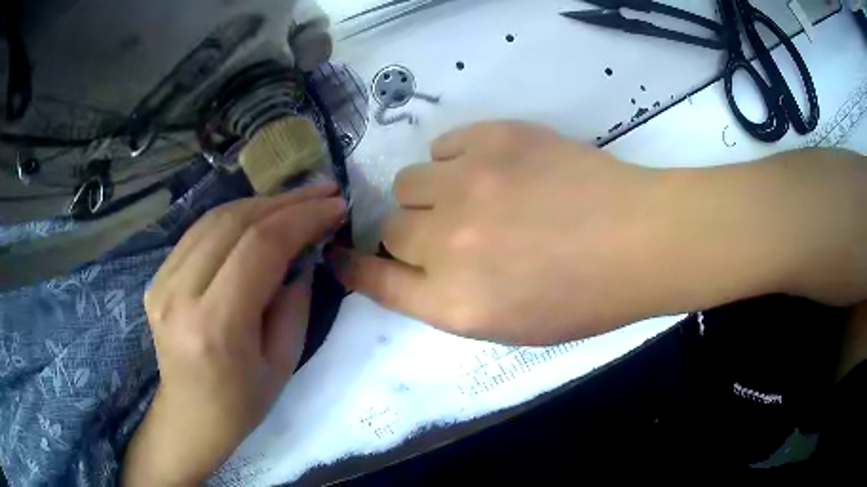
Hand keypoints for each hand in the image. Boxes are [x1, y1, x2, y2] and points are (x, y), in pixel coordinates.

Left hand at [123, 182, 345, 485]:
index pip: (260, 247)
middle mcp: (180, 295)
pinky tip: (258, 218)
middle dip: (285, 201)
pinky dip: (233, 218)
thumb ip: (294, 302)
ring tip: (296, 200)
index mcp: (216, 325)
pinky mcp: (156, 278)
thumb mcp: (284, 362)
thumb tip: (303, 252)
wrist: (189, 415)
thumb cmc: (242, 402)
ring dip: (260, 203)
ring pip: (214, 219)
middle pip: (235, 222)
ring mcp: (161, 282)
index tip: (335, 206)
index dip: (302, 218)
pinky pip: (198, 233)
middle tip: (322, 192)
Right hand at [333, 121, 670, 344]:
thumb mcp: (512, 325)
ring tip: (473, 195)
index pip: (376, 280)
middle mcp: (447, 246)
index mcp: (454, 304)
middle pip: (390, 228)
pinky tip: (491, 168)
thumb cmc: (585, 297)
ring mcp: (467, 185)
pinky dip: (455, 160)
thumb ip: (451, 300)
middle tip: (452, 232)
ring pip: (408, 182)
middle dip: (412, 234)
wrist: (638, 240)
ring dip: (431, 194)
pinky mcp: (492, 139)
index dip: (353, 267)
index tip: (339, 255)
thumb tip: (416, 269)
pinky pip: (442, 146)